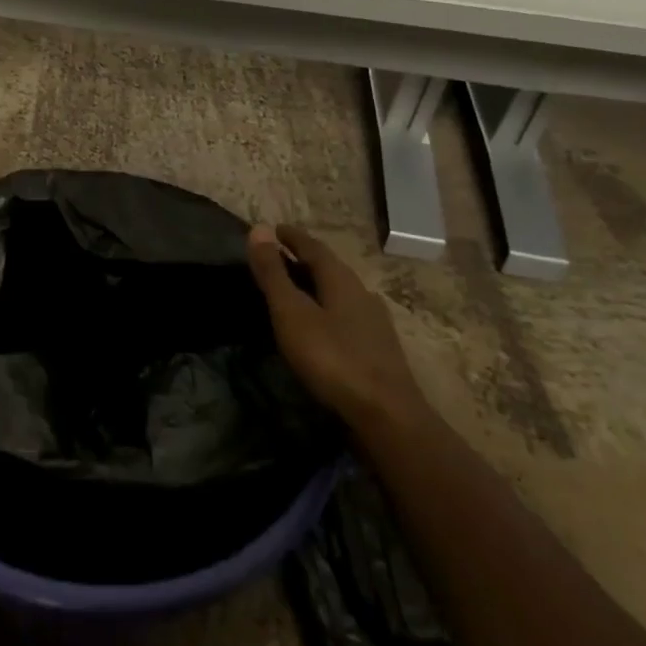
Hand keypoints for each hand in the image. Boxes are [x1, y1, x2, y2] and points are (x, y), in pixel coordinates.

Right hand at [246, 223, 424, 425]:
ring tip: (297, 291)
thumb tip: (259, 229)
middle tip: (280, 258)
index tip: (274, 229)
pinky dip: (328, 310)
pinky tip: (324, 326)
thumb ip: (274, 274)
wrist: (387, 416)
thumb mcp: (292, 313)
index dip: (292, 237)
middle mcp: (362, 294)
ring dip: (318, 286)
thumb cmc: (333, 358)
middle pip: (330, 268)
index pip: (314, 247)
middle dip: (305, 259)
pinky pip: (347, 316)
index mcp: (341, 280)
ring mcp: (375, 323)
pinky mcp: (379, 349)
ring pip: (341, 293)